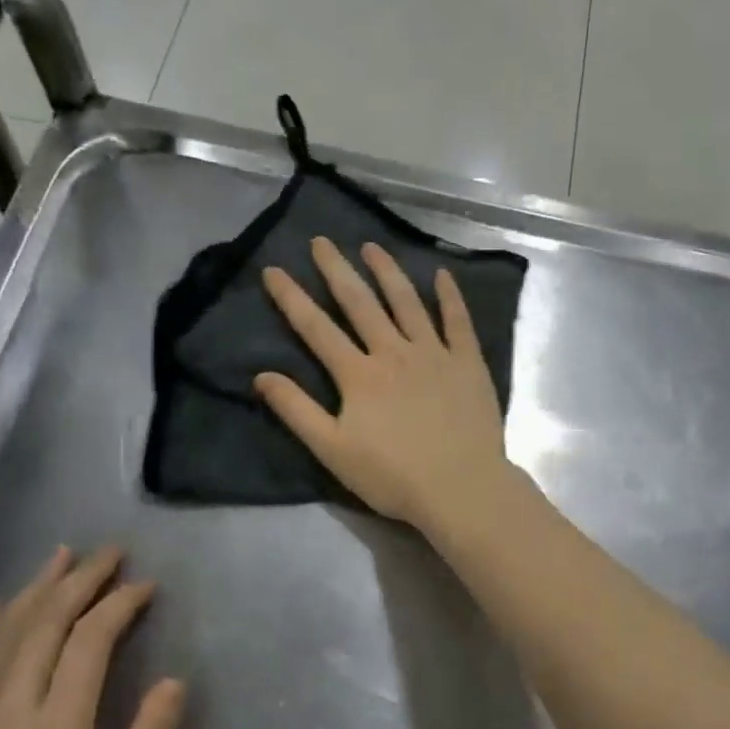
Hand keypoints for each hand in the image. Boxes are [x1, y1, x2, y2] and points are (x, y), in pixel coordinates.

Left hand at [0, 546, 185, 728]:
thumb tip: (174, 682)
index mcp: (56, 728)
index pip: (90, 641)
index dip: (119, 604)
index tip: (145, 585)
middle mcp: (10, 707)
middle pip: (46, 622)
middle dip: (82, 579)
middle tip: (111, 551)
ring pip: (6, 631)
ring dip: (37, 587)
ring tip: (63, 556)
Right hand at [255, 237, 517, 529]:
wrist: (460, 488)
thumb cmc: (392, 476)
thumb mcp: (332, 450)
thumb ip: (297, 411)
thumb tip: (262, 376)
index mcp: (358, 375)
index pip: (317, 329)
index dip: (292, 298)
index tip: (274, 270)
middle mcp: (394, 352)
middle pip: (360, 304)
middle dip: (337, 270)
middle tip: (321, 241)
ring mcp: (434, 354)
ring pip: (407, 303)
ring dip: (388, 272)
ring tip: (372, 247)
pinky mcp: (467, 363)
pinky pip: (458, 322)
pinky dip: (450, 297)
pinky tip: (442, 275)